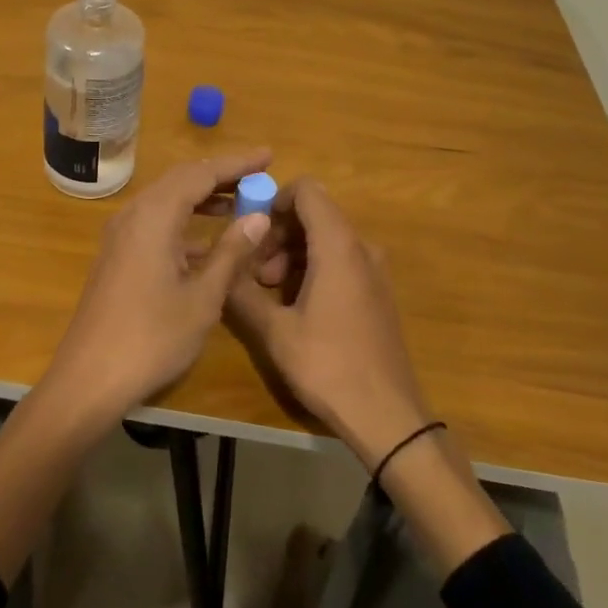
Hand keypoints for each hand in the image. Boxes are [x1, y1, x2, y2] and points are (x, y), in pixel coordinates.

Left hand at [42, 150, 274, 428]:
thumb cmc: (152, 337)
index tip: (269, 156)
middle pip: (181, 180)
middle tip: (258, 176)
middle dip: (220, 175)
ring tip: (240, 203)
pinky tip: (208, 242)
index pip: (200, 173)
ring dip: (202, 197)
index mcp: (154, 216)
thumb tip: (258, 217)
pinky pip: (155, 222)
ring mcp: (121, 235)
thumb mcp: (203, 297)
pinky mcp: (118, 255)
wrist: (90, 377)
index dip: (236, 163)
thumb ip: (231, 252)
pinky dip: (184, 222)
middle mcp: (134, 215)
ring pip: (167, 200)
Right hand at [226, 177, 434, 470]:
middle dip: (278, 235)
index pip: (307, 191)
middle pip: (315, 216)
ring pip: (326, 240)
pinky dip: (313, 270)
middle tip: (255, 274)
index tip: (252, 233)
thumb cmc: (328, 366)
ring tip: (269, 294)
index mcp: (338, 246)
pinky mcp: (377, 293)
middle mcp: (361, 248)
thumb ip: (242, 292)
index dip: (274, 201)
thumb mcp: (275, 331)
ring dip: (292, 255)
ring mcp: (374, 271)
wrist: (387, 416)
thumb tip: (219, 267)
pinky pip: (341, 262)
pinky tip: (296, 308)